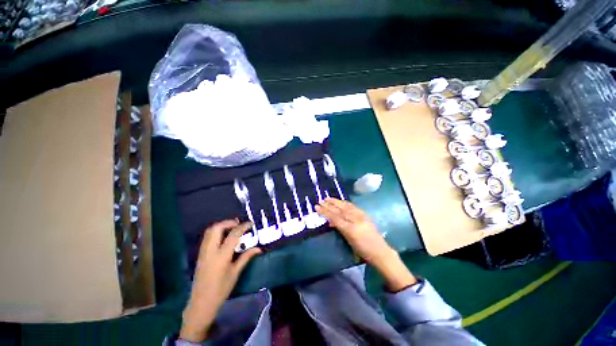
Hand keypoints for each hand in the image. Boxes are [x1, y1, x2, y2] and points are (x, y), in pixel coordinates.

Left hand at [180, 220, 260, 342]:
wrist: (201, 304)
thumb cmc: (221, 290)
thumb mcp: (235, 273)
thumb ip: (246, 257)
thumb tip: (258, 249)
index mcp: (221, 256)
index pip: (233, 235)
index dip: (243, 227)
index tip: (251, 224)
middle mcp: (210, 251)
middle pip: (217, 228)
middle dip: (229, 222)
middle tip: (239, 224)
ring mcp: (203, 252)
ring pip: (210, 231)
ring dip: (221, 226)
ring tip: (232, 228)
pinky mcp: (200, 255)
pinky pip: (207, 238)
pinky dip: (216, 232)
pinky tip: (224, 237)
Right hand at [316, 198, 416, 291]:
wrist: (380, 251)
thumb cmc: (363, 251)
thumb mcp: (349, 242)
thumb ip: (339, 230)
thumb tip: (330, 222)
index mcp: (350, 229)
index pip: (335, 218)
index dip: (325, 212)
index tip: (317, 207)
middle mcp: (355, 220)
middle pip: (339, 210)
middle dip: (329, 205)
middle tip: (320, 200)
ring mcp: (361, 216)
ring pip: (346, 206)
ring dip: (336, 201)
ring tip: (328, 198)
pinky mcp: (365, 214)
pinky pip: (353, 206)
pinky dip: (345, 203)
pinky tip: (341, 201)